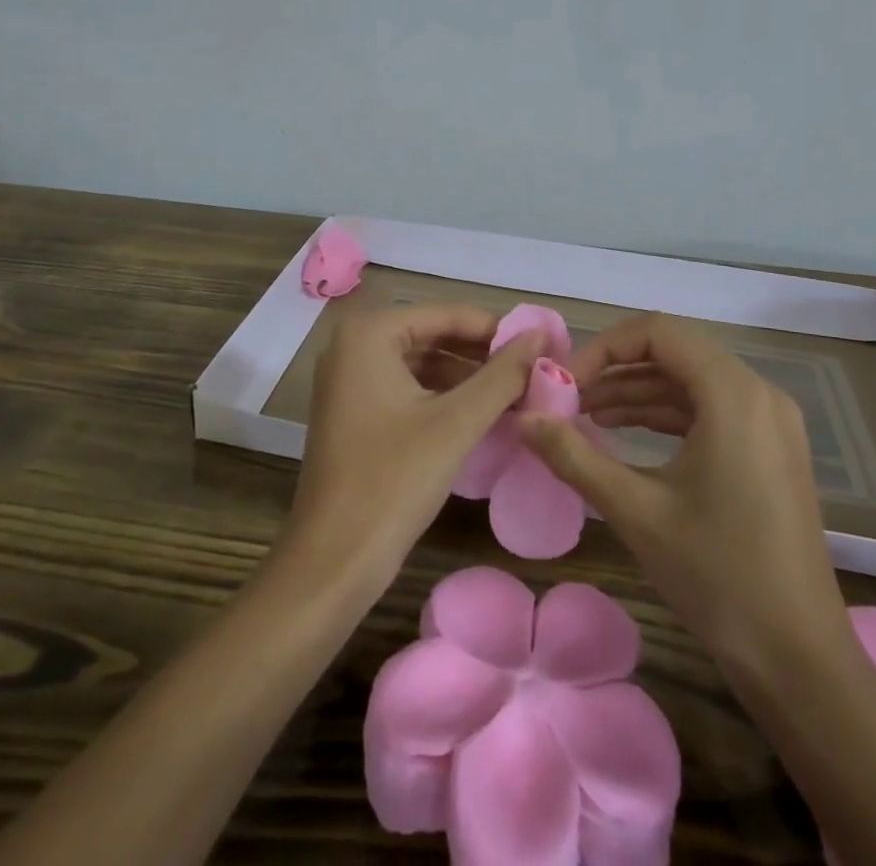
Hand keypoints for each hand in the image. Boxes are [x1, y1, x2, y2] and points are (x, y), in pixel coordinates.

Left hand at [287, 304, 547, 580]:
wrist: (333, 561)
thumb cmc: (393, 481)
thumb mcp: (457, 423)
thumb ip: (502, 375)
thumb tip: (541, 338)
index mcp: (369, 333)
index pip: (446, 314)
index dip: (497, 329)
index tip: (542, 345)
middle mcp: (352, 344)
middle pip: (432, 334)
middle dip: (482, 353)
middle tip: (533, 370)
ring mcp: (348, 379)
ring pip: (421, 362)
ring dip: (466, 376)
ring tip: (516, 392)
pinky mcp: (353, 410)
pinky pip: (406, 386)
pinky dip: (443, 396)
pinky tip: (481, 412)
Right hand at [519, 312, 847, 665]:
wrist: (799, 660)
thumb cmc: (717, 576)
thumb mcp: (635, 511)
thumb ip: (573, 456)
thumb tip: (522, 419)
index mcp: (734, 395)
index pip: (658, 332)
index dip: (604, 347)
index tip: (566, 382)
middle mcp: (759, 394)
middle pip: (675, 352)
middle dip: (616, 370)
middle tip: (568, 399)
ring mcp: (770, 422)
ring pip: (691, 381)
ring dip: (637, 393)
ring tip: (584, 417)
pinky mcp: (770, 449)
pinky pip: (710, 410)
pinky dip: (665, 415)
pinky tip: (624, 436)